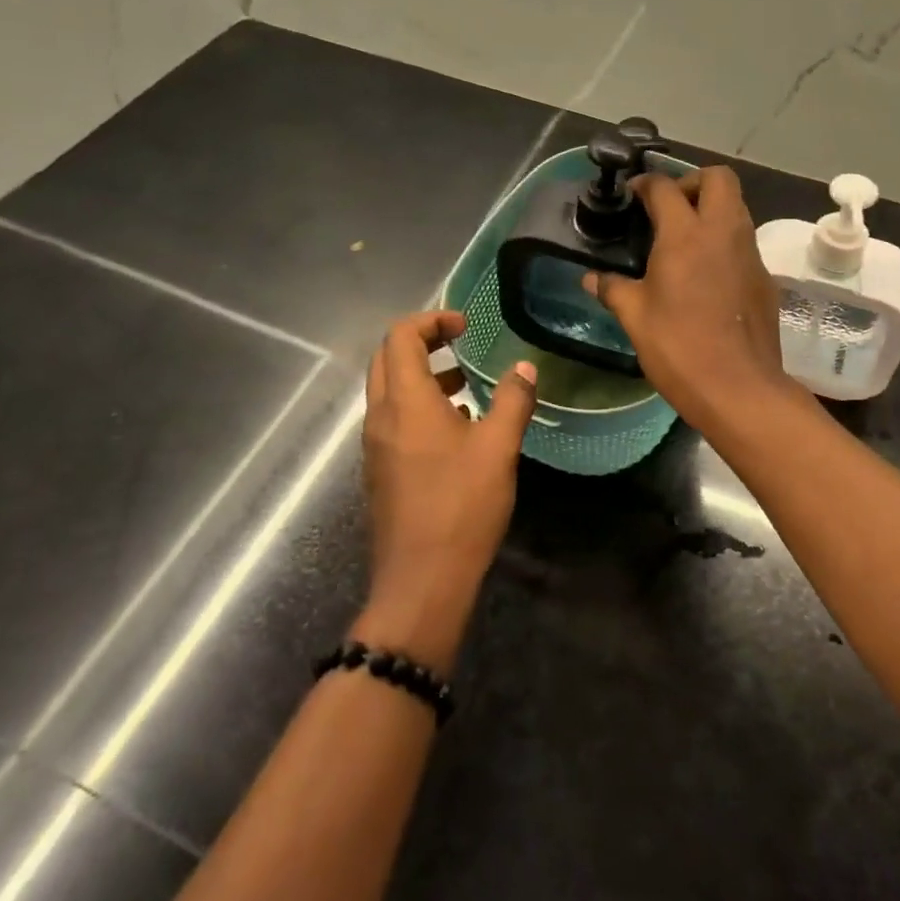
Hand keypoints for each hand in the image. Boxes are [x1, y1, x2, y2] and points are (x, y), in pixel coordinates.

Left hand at [356, 310, 538, 668]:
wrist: (422, 580)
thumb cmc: (461, 506)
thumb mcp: (498, 448)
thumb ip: (513, 400)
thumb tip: (525, 368)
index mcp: (405, 402)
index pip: (401, 336)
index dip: (431, 320)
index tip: (465, 326)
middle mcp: (380, 417)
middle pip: (387, 359)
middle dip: (422, 343)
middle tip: (461, 345)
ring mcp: (374, 446)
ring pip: (388, 391)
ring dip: (421, 376)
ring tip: (464, 386)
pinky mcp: (379, 471)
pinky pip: (392, 420)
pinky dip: (417, 407)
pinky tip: (455, 430)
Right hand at [585, 167, 797, 429]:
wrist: (739, 388)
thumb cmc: (679, 347)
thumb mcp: (635, 317)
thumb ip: (613, 289)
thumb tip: (591, 279)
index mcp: (686, 235)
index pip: (665, 187)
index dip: (645, 184)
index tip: (632, 196)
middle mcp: (723, 233)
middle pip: (718, 178)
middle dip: (692, 181)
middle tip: (669, 208)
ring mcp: (750, 254)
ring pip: (737, 207)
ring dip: (712, 209)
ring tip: (684, 239)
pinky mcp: (764, 278)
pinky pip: (744, 242)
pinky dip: (725, 242)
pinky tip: (706, 274)